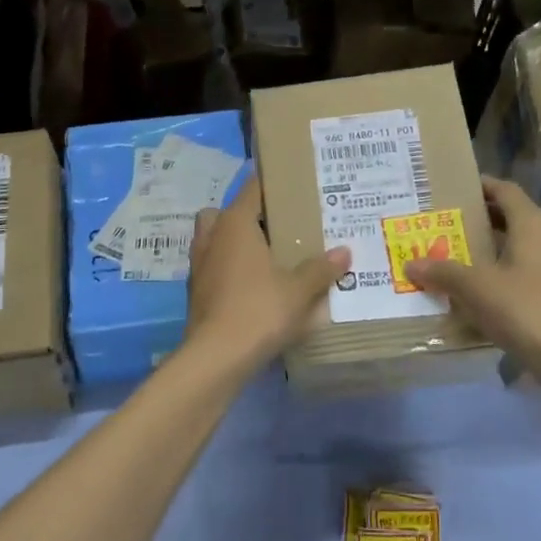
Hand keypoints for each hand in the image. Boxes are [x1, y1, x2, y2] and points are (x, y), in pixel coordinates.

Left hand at [184, 174, 349, 374]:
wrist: (216, 357)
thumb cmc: (259, 310)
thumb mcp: (299, 290)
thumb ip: (321, 269)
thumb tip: (344, 252)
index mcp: (234, 224)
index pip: (252, 188)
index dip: (272, 183)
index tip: (293, 186)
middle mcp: (212, 237)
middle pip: (225, 213)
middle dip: (246, 217)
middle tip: (277, 229)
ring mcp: (199, 265)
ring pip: (214, 241)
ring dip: (234, 245)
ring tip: (267, 259)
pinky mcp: (196, 292)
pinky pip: (214, 268)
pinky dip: (230, 271)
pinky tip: (254, 288)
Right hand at [405, 177, 540, 367]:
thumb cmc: (524, 307)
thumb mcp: (475, 287)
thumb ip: (443, 271)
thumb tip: (411, 264)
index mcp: (531, 224)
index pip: (504, 190)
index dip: (480, 185)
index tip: (451, 186)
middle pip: (508, 217)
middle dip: (476, 218)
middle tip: (441, 221)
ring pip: (512, 246)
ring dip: (484, 247)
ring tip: (448, 253)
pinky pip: (517, 271)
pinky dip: (494, 272)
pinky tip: (469, 289)